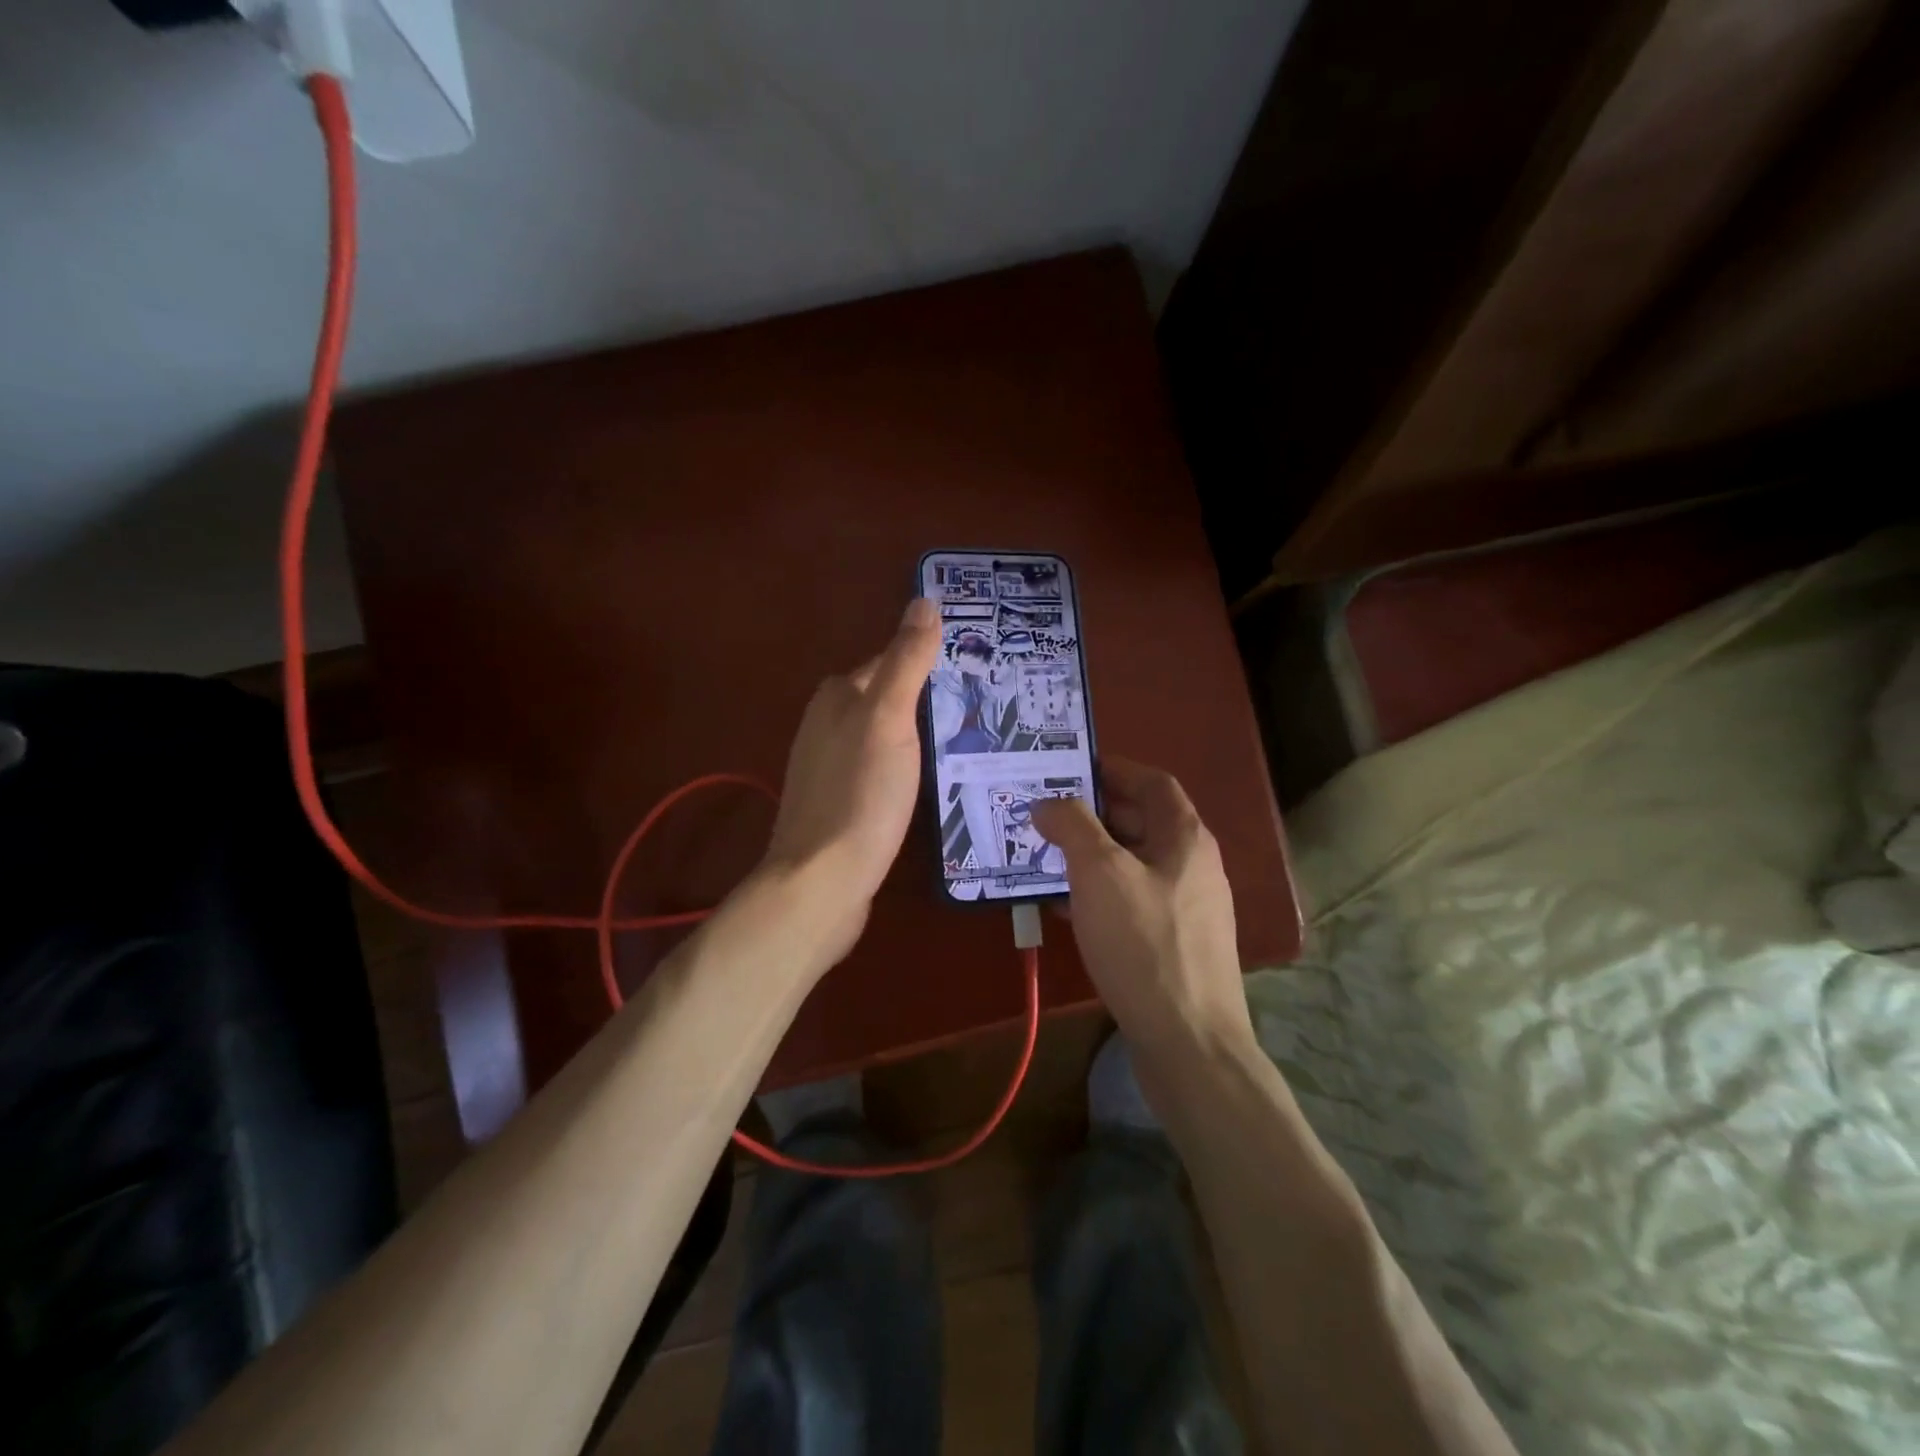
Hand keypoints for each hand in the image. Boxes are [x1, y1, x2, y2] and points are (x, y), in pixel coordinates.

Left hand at [760, 597, 941, 960]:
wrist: (822, 880)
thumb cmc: (860, 793)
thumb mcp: (889, 718)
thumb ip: (906, 660)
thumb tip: (924, 600)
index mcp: (837, 696)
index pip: (889, 661)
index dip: (929, 662)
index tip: (975, 673)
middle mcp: (826, 724)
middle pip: (886, 698)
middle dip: (926, 700)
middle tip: (981, 710)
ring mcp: (829, 767)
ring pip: (883, 736)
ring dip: (917, 736)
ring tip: (966, 744)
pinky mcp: (839, 803)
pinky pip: (879, 770)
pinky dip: (904, 768)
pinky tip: (928, 784)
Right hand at [1031, 759, 1251, 1061]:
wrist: (1189, 1043)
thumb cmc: (1144, 945)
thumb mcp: (1100, 874)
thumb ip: (1073, 826)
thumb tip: (1049, 803)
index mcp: (1185, 838)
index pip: (1153, 782)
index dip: (1113, 769)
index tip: (1070, 768)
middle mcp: (1192, 866)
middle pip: (1141, 822)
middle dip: (1092, 814)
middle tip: (1045, 814)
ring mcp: (1186, 908)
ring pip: (1132, 865)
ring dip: (1090, 856)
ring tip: (1044, 857)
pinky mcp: (1174, 944)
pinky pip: (1131, 902)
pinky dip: (1098, 895)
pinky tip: (1063, 908)